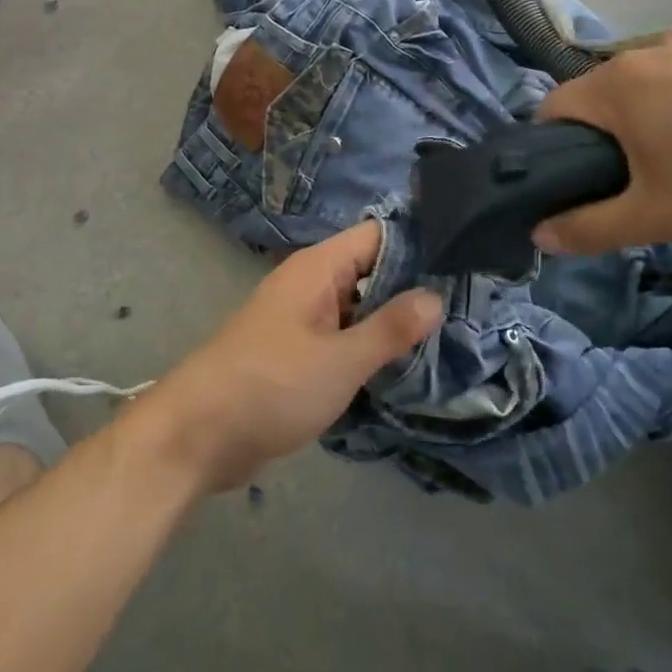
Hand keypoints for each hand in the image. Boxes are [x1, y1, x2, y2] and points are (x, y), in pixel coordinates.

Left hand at [136, 222, 443, 493]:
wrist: (198, 436)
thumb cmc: (269, 386)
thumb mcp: (339, 361)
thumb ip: (389, 329)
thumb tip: (437, 296)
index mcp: (318, 269)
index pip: (378, 235)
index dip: (419, 243)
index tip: (465, 261)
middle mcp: (312, 284)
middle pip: (372, 271)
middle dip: (414, 288)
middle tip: (473, 305)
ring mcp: (304, 320)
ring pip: (360, 307)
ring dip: (395, 321)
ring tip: (455, 335)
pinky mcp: (299, 353)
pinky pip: (345, 337)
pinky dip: (372, 346)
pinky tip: (410, 366)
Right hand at [532, 31, 671, 254]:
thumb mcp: (659, 217)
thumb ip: (590, 227)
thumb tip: (539, 235)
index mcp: (619, 83)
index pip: (553, 107)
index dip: (553, 147)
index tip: (578, 182)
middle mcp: (650, 50)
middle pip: (601, 93)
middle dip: (605, 134)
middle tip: (637, 180)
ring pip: (649, 82)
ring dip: (650, 116)